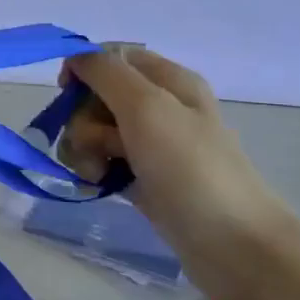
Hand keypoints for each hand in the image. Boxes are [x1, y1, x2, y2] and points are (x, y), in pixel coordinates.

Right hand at [61, 45, 299, 288]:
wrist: (232, 244)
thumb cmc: (191, 168)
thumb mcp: (147, 107)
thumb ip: (106, 73)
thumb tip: (75, 55)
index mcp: (168, 80)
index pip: (112, 56)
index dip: (84, 69)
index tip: (67, 93)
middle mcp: (159, 108)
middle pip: (96, 97)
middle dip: (83, 120)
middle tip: (100, 145)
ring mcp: (150, 146)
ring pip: (93, 132)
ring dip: (84, 150)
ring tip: (97, 174)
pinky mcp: (142, 179)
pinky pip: (101, 163)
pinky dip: (93, 172)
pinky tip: (96, 187)